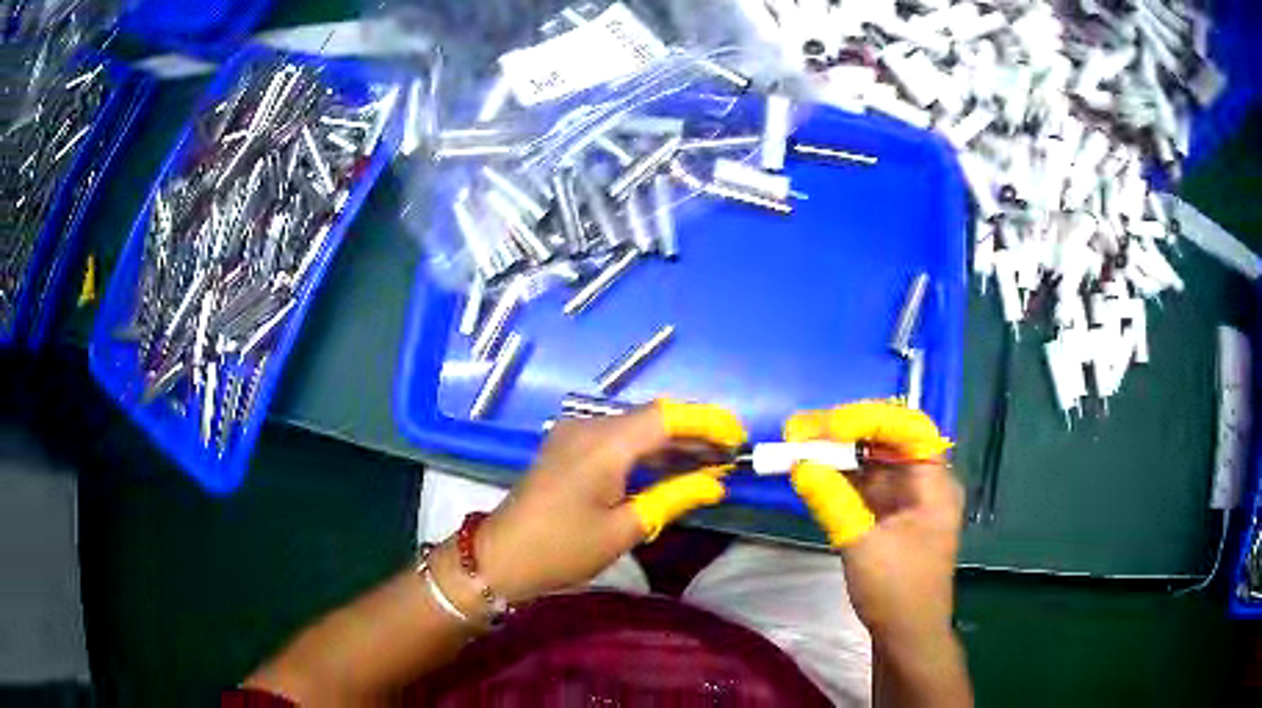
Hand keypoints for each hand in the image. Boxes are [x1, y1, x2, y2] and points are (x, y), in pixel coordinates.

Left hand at [466, 399, 746, 604]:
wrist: (501, 557)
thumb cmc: (562, 549)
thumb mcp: (624, 529)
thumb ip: (673, 498)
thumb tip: (716, 484)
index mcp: (604, 444)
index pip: (667, 416)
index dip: (707, 422)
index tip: (738, 439)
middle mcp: (589, 426)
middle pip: (653, 417)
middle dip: (695, 432)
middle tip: (730, 456)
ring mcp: (575, 434)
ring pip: (636, 427)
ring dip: (672, 442)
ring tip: (711, 462)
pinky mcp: (568, 446)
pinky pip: (617, 438)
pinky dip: (647, 450)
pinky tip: (670, 466)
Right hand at [784, 401, 962, 643]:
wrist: (906, 635)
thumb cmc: (897, 592)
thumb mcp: (864, 547)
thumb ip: (833, 502)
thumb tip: (799, 463)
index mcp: (934, 483)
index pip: (908, 429)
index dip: (869, 419)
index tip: (827, 427)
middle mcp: (923, 481)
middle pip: (886, 440)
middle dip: (844, 432)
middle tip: (799, 430)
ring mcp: (905, 497)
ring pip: (870, 460)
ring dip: (835, 452)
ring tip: (796, 444)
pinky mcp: (887, 513)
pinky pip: (862, 483)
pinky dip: (836, 476)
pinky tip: (810, 469)